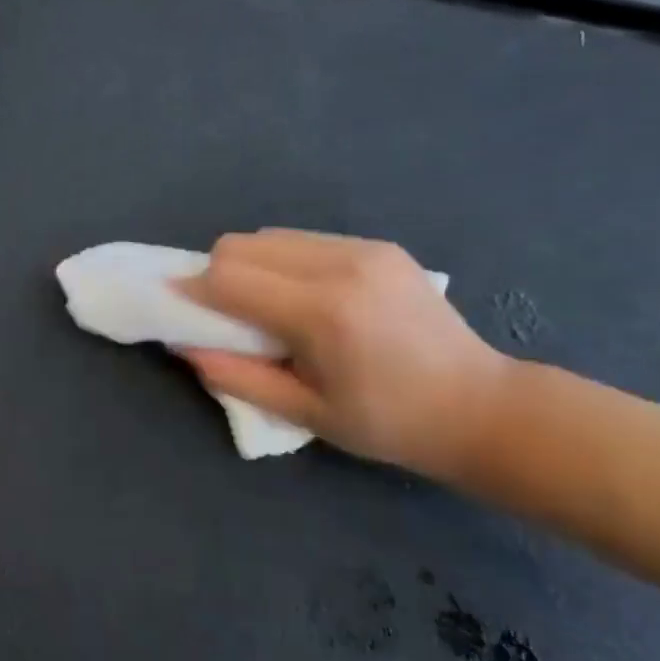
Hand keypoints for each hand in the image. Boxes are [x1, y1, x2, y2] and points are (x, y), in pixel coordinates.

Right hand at [179, 231, 510, 480]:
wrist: (479, 407)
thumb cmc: (387, 424)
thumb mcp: (304, 413)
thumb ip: (235, 376)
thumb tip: (181, 344)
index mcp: (322, 314)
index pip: (228, 276)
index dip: (192, 290)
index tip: (179, 309)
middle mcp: (340, 266)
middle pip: (241, 244)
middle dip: (217, 275)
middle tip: (227, 315)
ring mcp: (363, 250)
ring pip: (270, 236)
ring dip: (250, 266)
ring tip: (269, 307)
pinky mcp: (378, 246)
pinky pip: (304, 240)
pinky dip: (283, 262)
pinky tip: (304, 297)